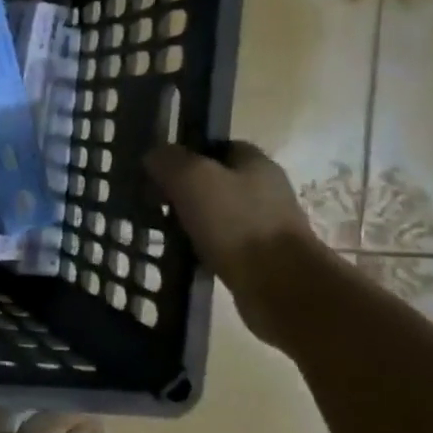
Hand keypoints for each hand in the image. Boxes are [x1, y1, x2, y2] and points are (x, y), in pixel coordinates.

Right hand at [145, 140, 324, 343]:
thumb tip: (154, 154)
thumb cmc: (237, 223)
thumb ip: (170, 160)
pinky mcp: (260, 256)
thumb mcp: (193, 179)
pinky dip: (201, 246)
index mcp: (255, 162)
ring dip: (190, 220)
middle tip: (153, 201)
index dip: (186, 154)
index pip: (216, 147)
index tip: (158, 169)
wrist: (280, 286)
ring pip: (216, 213)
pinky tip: (183, 255)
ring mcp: (264, 224)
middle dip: (184, 190)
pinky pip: (221, 243)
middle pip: (215, 180)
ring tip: (161, 230)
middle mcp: (264, 189)